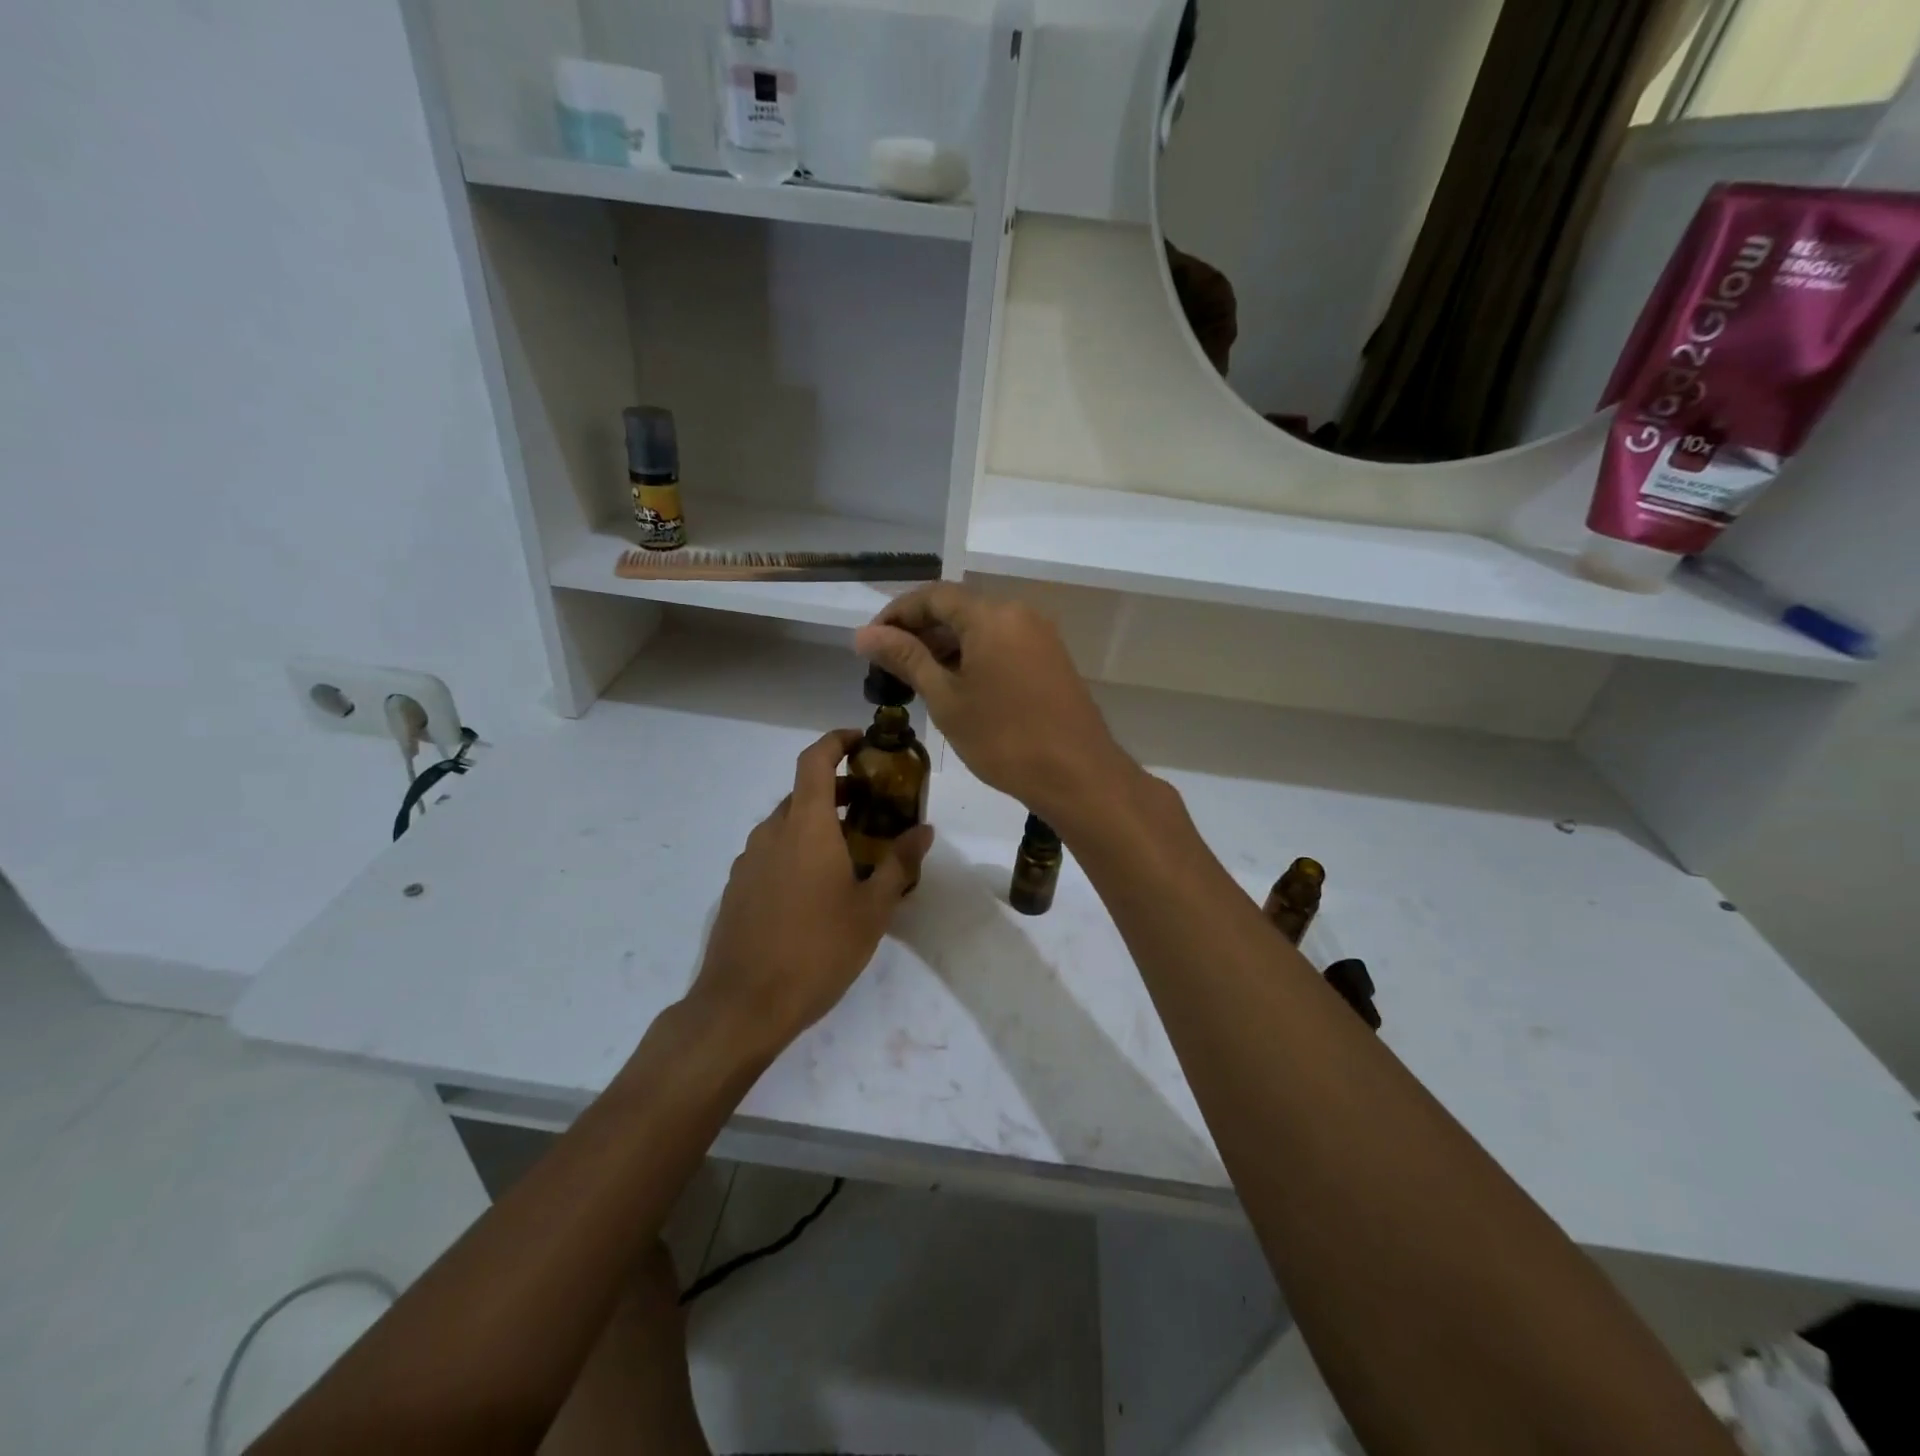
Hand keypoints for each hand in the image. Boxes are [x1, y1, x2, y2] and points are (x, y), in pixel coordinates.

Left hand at [686, 729, 933, 1057]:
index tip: (862, 740)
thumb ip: (899, 864)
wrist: (743, 1005)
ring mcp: (749, 860)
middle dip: (837, 789)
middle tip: (872, 806)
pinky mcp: (737, 887)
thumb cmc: (817, 950)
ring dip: (817, 822)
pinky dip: (796, 849)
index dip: (837, 741)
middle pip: (803, 792)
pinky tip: (816, 887)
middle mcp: (772, 832)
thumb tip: (924, 830)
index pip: (815, 760)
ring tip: (850, 851)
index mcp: (806, 827)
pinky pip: (772, 852)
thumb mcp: (872, 910)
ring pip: (786, 824)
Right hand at [854, 584, 1137, 825]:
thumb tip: (864, 635)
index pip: (932, 596)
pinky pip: (1002, 644)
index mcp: (991, 615)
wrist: (1077, 775)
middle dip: (919, 631)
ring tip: (916, 679)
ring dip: (945, 646)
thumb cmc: (1004, 738)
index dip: (895, 614)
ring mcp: (1039, 636)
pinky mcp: (1050, 659)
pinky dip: (973, 657)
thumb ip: (906, 659)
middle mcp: (1019, 613)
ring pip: (980, 628)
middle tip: (888, 666)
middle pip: (958, 609)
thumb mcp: (946, 699)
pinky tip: (954, 686)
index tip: (870, 644)